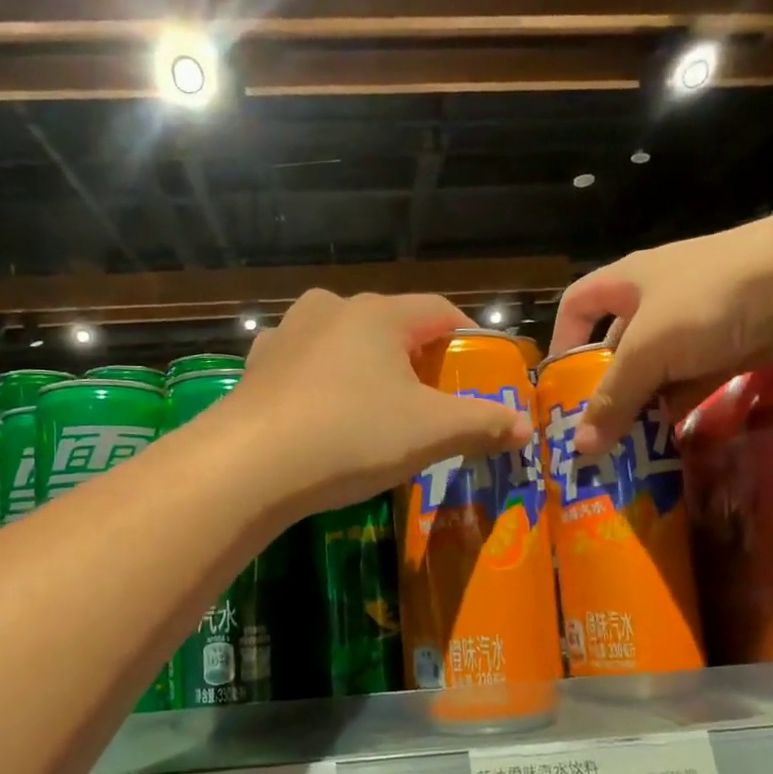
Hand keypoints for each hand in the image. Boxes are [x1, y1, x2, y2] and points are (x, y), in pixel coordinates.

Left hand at [225, 290, 531, 516]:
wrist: (248, 465)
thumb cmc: (351, 436)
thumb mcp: (429, 433)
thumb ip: (482, 423)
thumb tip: (524, 425)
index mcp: (378, 313)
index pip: (440, 311)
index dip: (469, 338)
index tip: (483, 370)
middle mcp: (330, 308)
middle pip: (392, 326)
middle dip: (418, 358)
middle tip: (433, 399)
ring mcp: (287, 334)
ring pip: (345, 343)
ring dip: (368, 369)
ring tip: (378, 408)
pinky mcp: (257, 366)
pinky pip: (305, 366)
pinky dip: (325, 383)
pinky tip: (325, 415)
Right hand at [550, 212, 772, 456]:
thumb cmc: (704, 302)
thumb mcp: (646, 352)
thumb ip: (612, 400)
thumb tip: (578, 449)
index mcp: (629, 280)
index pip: (578, 302)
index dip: (563, 338)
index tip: (562, 382)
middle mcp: (660, 295)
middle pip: (619, 343)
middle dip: (609, 384)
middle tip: (598, 428)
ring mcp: (701, 317)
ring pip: (660, 365)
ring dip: (647, 400)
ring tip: (633, 441)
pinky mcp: (736, 340)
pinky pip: (697, 376)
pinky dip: (684, 401)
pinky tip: (675, 434)